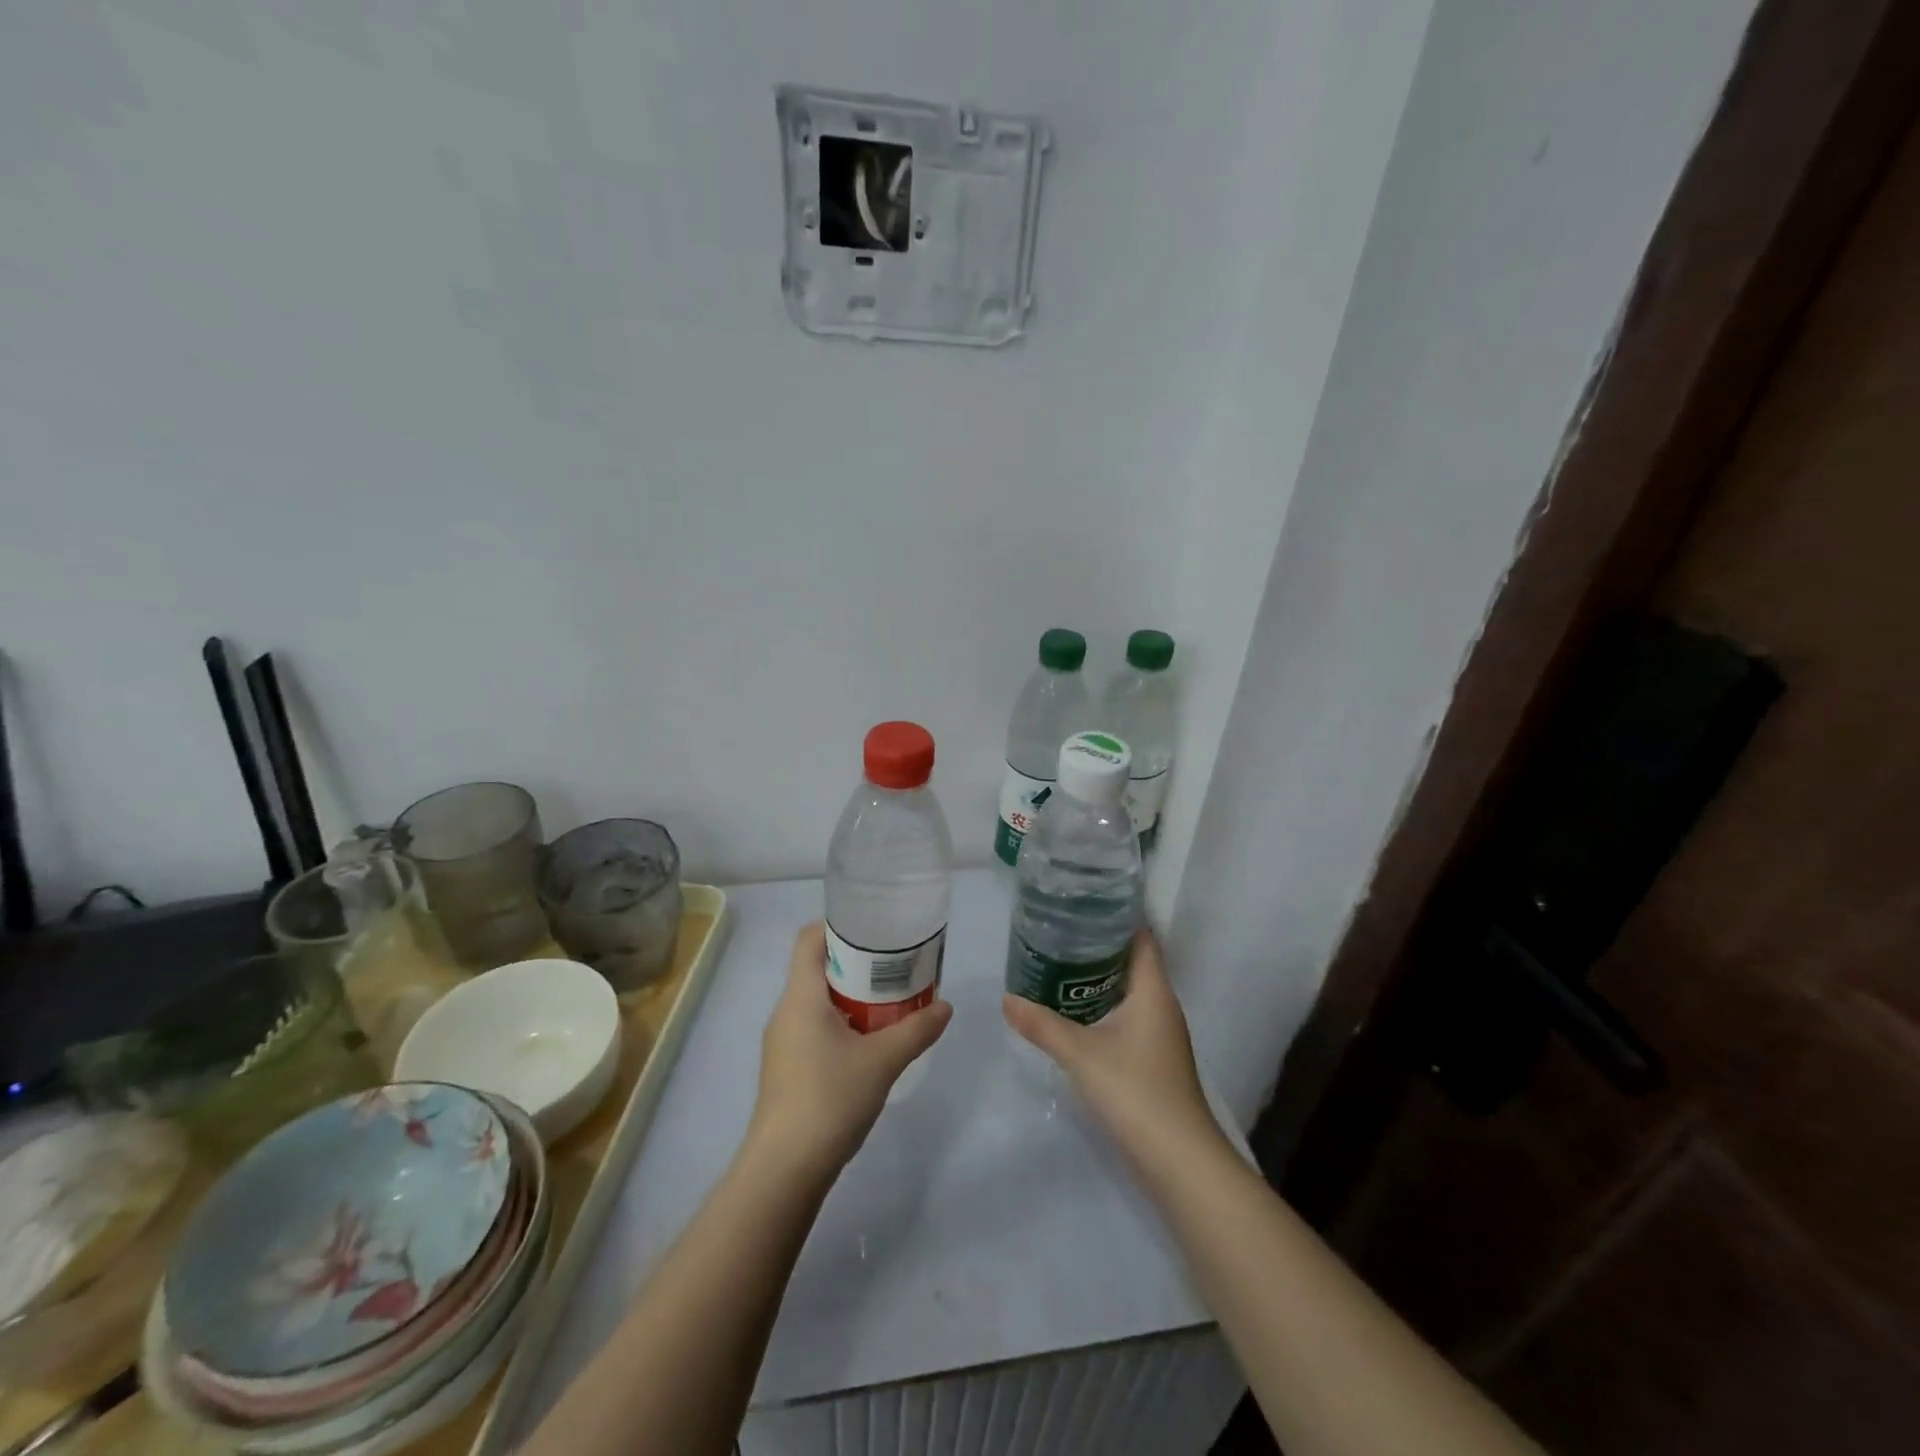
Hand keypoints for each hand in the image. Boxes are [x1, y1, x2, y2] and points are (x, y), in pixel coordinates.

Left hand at [747, 923, 951, 1181]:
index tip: (875, 929)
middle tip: (896, 964)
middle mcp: (786, 1011)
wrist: (784, 1170)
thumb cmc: (829, 1099)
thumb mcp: (883, 1061)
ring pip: (818, 1000)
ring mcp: (783, 1042)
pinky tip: (871, 1041)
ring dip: (852, 995)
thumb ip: (917, 1030)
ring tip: (891, 999)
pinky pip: (815, 1027)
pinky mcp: (787, 1068)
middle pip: (817, 967)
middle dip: (857, 962)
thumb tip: (946, 1006)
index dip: (838, 925)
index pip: (810, 938)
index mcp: (801, 996)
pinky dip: (843, 1022)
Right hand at [1002, 931, 1218, 1163]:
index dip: (1117, 917)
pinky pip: (1126, 1018)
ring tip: (1057, 965)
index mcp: (1153, 990)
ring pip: (1127, 992)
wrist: (1178, 1160)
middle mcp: (1161, 1005)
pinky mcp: (1152, 1060)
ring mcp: (1159, 1035)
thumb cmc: (1135, 1090)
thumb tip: (1007, 998)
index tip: (1084, 904)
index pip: (1141, 938)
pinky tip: (1073, 1013)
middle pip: (1132, 962)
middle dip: (1098, 947)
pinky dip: (1102, 1008)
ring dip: (1098, 980)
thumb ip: (1042, 1024)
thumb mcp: (1081, 1053)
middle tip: (1058, 931)